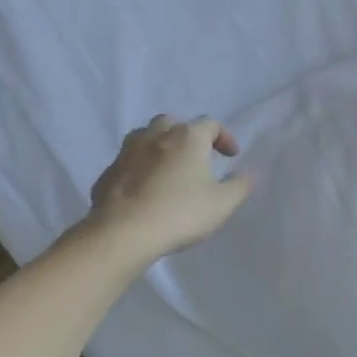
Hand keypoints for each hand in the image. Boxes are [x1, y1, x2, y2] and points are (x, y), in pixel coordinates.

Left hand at [87, 116, 252, 260]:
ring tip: (168, 168)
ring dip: (160, 146)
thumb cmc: (180, 213)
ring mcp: (127, 152)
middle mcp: (156, 135)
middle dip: (187, 135)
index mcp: (188, 137)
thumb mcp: (222, 203)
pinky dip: (139, 168)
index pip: (210, 124)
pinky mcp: (107, 172)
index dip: (224, 137)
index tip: (231, 156)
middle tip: (196, 157)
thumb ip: (240, 185)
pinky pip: (128, 162)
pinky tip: (144, 189)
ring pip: (146, 137)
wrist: (123, 232)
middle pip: (174, 123)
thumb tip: (248, 174)